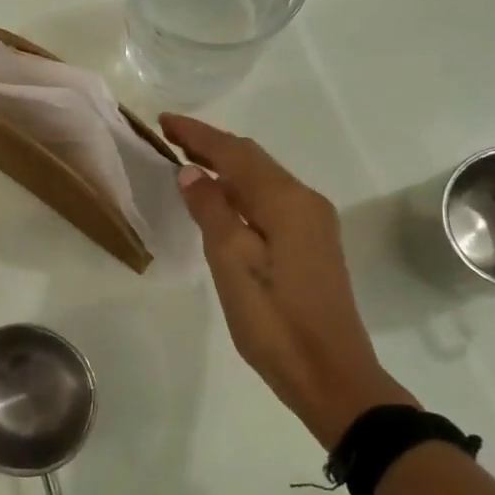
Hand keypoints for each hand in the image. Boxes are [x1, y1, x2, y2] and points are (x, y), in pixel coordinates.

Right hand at [161, 114, 414, 447]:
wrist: (330, 373)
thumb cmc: (274, 321)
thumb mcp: (231, 264)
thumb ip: (212, 212)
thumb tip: (192, 172)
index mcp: (286, 202)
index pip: (236, 154)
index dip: (198, 135)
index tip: (164, 121)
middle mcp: (305, 202)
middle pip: (253, 160)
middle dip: (211, 145)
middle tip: (170, 137)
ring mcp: (313, 223)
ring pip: (263, 179)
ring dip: (226, 165)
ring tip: (188, 160)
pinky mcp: (312, 243)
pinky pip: (270, 199)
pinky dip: (241, 189)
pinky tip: (221, 198)